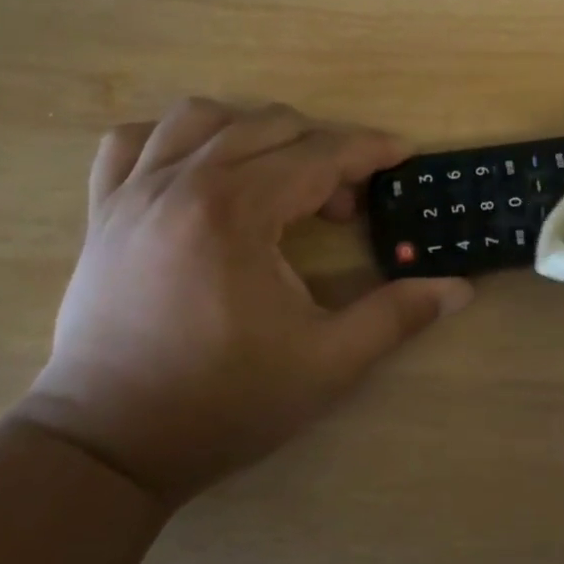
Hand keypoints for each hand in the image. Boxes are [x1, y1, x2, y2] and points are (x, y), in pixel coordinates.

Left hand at [24, 99, 472, 508]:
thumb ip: (396, 317)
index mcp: (237, 211)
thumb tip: (460, 289)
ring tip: (278, 175)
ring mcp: (133, 193)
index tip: (403, 154)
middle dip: (323, 150)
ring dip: (252, 131)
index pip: (319, 155)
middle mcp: (182, 183)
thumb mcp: (327, 365)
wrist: (109, 446)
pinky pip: (129, 143)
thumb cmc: (224, 403)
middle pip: (269, 126)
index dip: (369, 150)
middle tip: (345, 203)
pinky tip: (196, 169)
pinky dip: (170, 140)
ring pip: (199, 117)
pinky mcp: (103, 212)